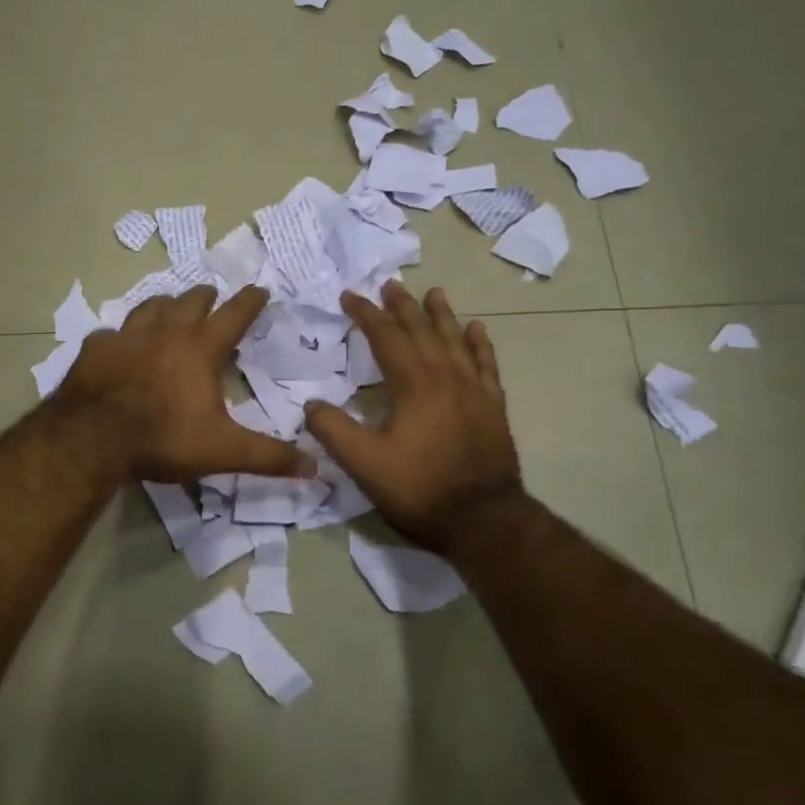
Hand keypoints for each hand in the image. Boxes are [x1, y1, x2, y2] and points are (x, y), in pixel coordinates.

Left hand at [57, 285, 313, 483]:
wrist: (93, 437)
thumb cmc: (164, 438)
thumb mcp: (223, 451)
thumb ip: (269, 457)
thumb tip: (314, 468)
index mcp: (201, 349)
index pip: (234, 314)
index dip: (250, 301)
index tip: (260, 290)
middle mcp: (166, 332)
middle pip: (191, 301)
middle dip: (206, 296)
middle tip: (212, 296)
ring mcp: (127, 335)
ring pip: (151, 306)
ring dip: (165, 305)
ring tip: (170, 308)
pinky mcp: (96, 348)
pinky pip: (111, 333)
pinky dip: (120, 336)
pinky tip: (118, 344)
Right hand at [303, 282, 522, 551]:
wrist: (482, 519)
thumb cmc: (418, 488)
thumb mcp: (363, 463)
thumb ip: (333, 430)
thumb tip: (311, 405)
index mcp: (412, 384)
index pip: (385, 337)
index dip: (366, 315)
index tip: (350, 296)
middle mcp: (445, 376)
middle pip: (422, 330)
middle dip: (402, 306)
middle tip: (389, 285)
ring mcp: (473, 390)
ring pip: (455, 341)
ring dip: (441, 315)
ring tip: (433, 293)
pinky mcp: (492, 407)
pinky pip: (486, 365)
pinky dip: (480, 344)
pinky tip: (477, 330)